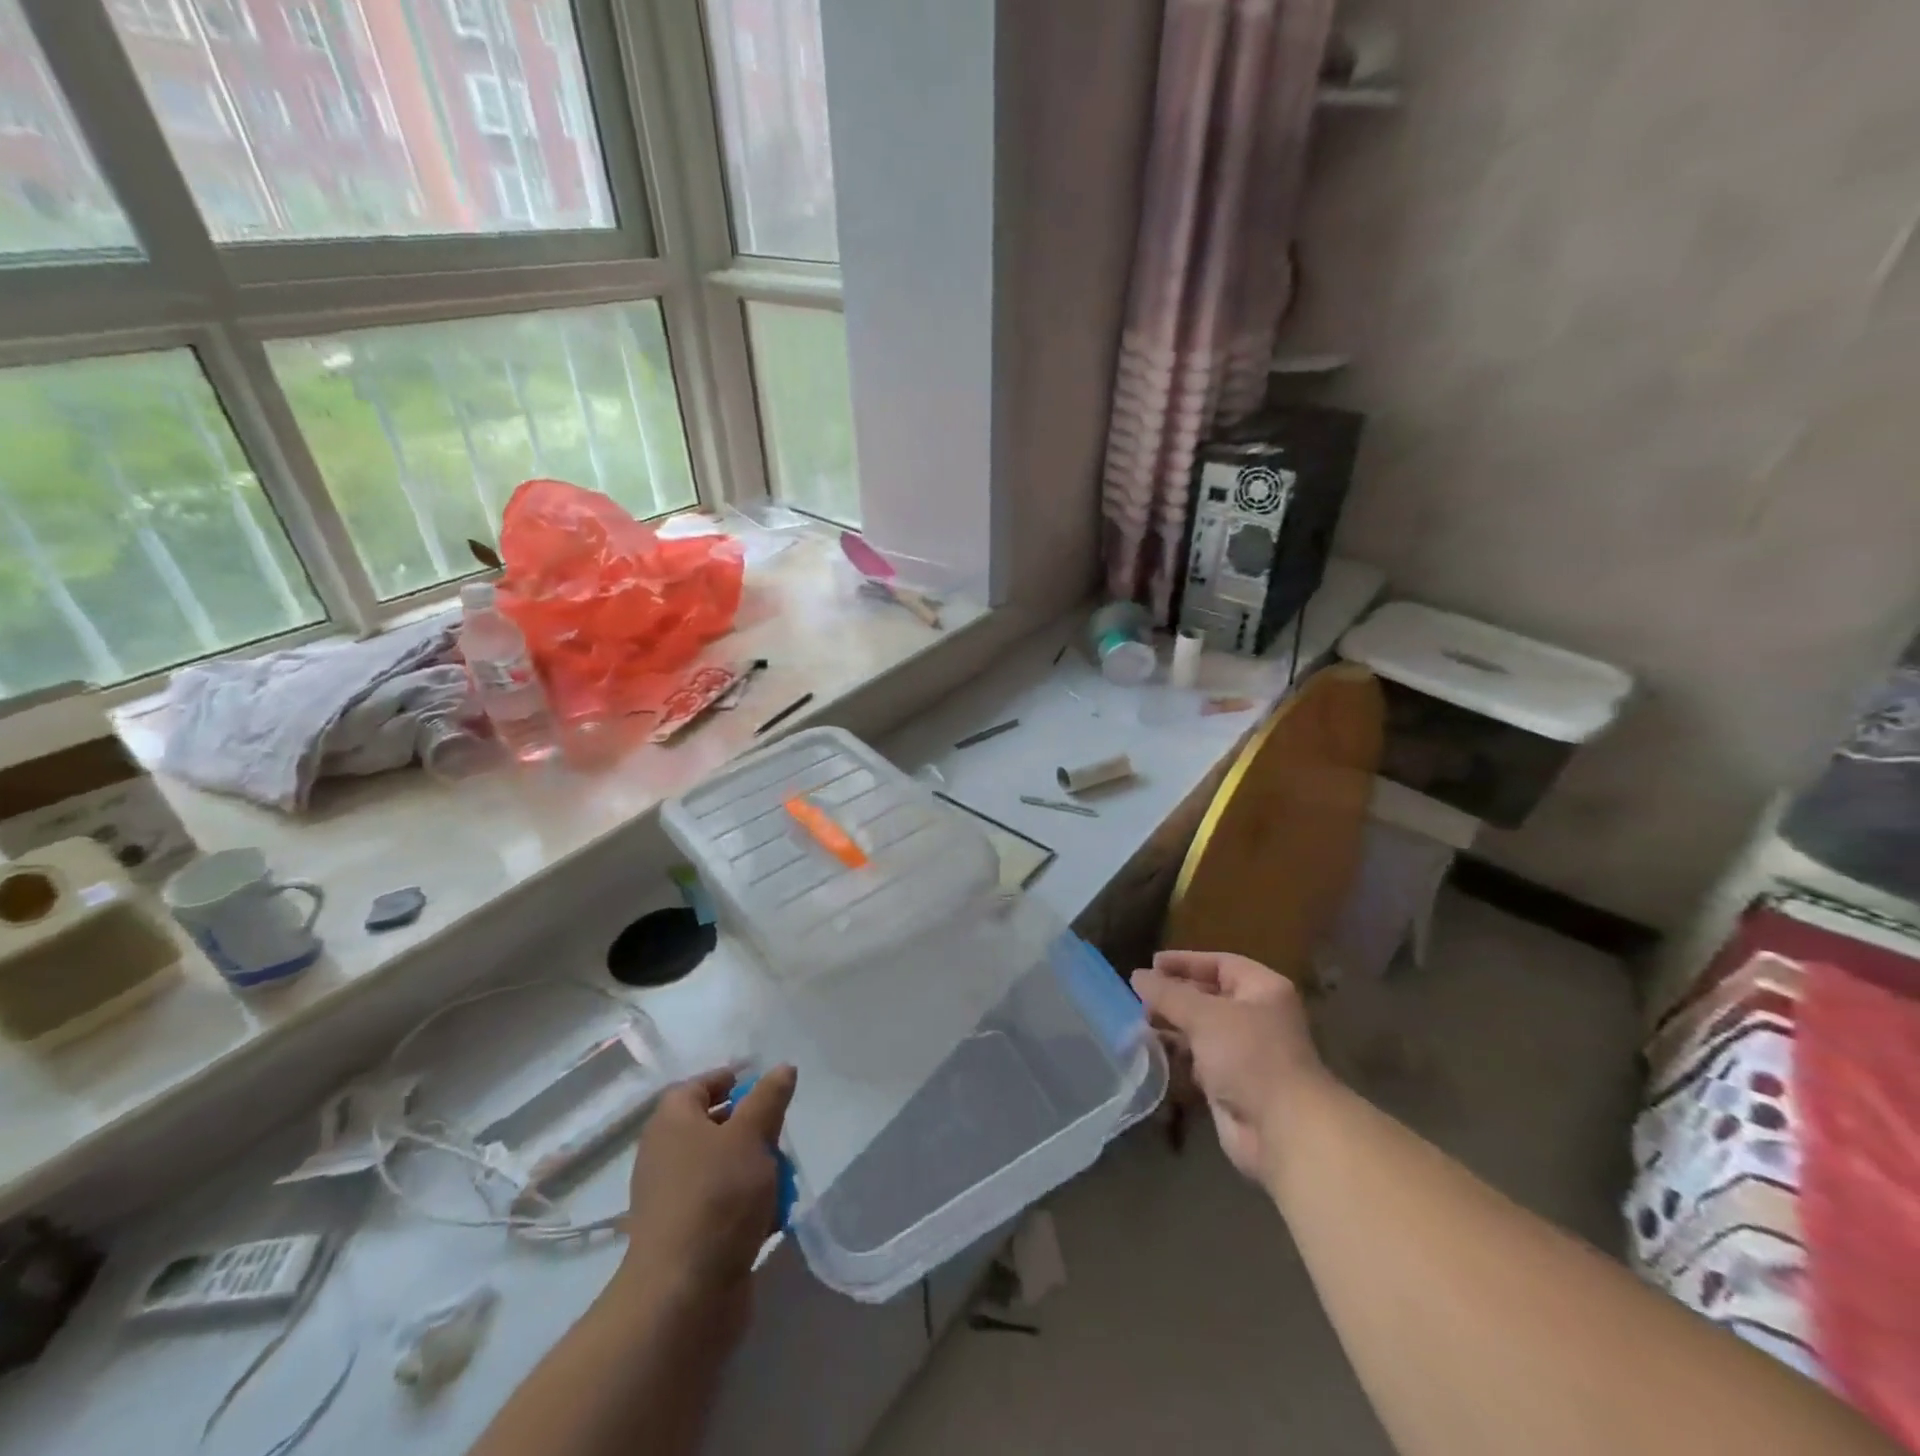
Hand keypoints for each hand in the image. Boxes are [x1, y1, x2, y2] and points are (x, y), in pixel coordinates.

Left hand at [618, 1065, 796, 1309]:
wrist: (684, 1296)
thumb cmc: (717, 1197)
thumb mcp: (751, 1135)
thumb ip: (769, 1098)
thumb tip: (782, 1068)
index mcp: (672, 1121)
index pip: (698, 1085)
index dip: (731, 1080)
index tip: (766, 1086)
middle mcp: (667, 1155)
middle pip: (715, 1126)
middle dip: (753, 1129)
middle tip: (781, 1135)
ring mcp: (675, 1198)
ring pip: (724, 1167)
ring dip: (757, 1170)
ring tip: (785, 1179)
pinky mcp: (688, 1236)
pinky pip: (723, 1206)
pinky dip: (748, 1206)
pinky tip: (775, 1217)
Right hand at [1133, 951, 1323, 1183]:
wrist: (1282, 1129)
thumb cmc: (1249, 1056)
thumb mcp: (1204, 1015)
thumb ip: (1168, 994)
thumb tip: (1137, 976)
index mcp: (1263, 990)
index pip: (1221, 964)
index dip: (1186, 962)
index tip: (1151, 964)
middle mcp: (1257, 1017)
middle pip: (1209, 997)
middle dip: (1175, 996)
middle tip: (1140, 996)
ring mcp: (1245, 1052)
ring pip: (1202, 1030)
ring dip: (1173, 1025)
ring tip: (1139, 1022)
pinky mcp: (1232, 1084)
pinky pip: (1199, 1060)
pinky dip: (1177, 1055)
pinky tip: (1151, 1051)